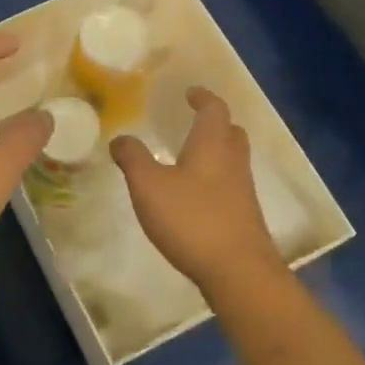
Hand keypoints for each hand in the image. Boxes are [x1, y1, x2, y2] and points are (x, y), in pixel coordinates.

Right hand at [111, 87, 282, 298]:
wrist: (238, 271)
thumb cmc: (192, 219)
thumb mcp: (149, 185)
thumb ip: (133, 158)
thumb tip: (120, 138)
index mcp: (213, 145)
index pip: (214, 109)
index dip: (203, 97)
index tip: (190, 93)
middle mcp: (233, 162)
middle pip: (231, 132)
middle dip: (214, 124)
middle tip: (193, 122)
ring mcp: (243, 191)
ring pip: (233, 160)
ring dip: (216, 152)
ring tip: (190, 158)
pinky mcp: (244, 217)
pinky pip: (231, 186)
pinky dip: (215, 180)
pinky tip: (196, 196)